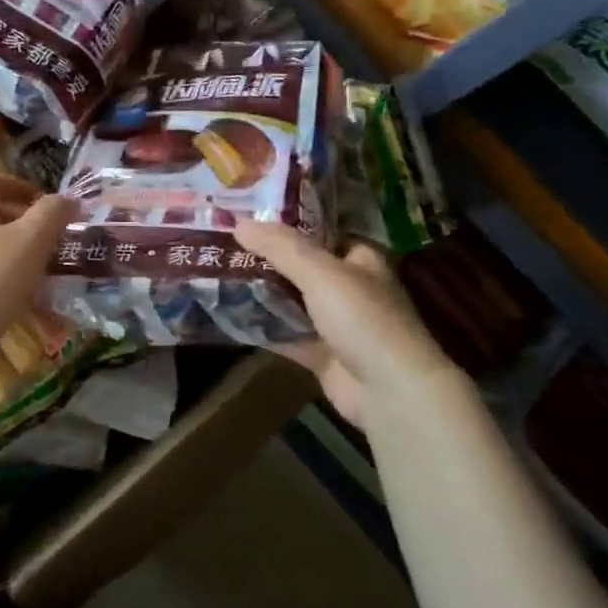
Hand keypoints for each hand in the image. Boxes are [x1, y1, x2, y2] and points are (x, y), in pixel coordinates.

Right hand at [235, 220, 462, 428]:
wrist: (389, 390)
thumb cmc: (362, 318)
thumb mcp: (320, 272)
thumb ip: (280, 248)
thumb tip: (239, 222)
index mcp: (360, 259)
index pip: (319, 232)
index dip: (286, 224)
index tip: (247, 217)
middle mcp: (349, 288)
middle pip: (301, 267)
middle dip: (266, 259)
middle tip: (224, 244)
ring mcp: (336, 324)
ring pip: (292, 302)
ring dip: (262, 293)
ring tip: (218, 274)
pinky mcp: (322, 354)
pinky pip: (287, 335)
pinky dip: (263, 328)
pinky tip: (230, 316)